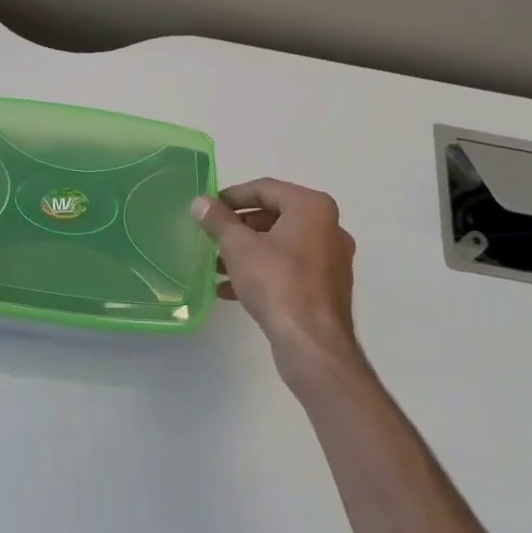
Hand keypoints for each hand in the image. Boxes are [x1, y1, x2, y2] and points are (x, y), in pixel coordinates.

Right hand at [194, 178, 368, 395]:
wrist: (313, 343)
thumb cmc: (277, 283)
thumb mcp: (239, 247)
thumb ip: (218, 221)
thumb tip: (200, 202)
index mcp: (313, 208)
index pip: (265, 189)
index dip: (232, 196)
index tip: (208, 208)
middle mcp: (328, 227)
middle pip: (274, 216)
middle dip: (239, 227)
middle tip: (211, 236)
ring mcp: (331, 259)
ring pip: (280, 245)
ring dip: (247, 252)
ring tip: (215, 266)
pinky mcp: (326, 287)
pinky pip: (289, 268)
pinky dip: (261, 271)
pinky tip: (230, 290)